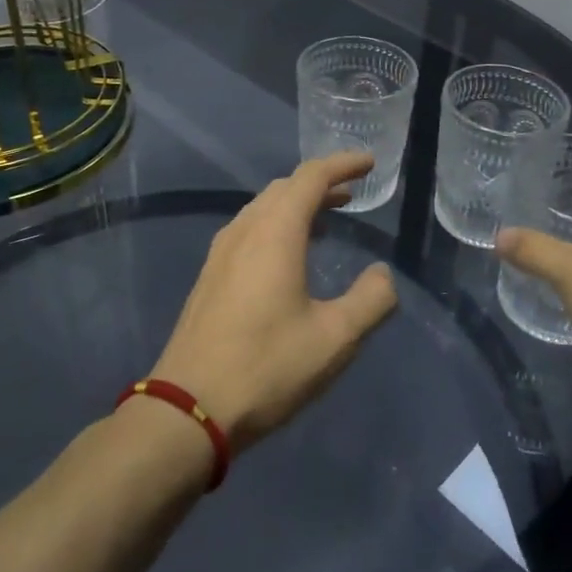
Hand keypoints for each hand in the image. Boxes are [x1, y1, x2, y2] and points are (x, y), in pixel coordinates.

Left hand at [150, 152, 398, 453]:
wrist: (189, 408)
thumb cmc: (267, 367)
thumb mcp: (335, 339)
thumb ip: (370, 300)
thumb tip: (383, 275)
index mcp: (275, 232)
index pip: (311, 177)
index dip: (342, 164)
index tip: (369, 162)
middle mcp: (245, 231)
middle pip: (285, 188)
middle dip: (320, 183)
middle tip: (351, 192)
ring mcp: (221, 253)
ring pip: (263, 208)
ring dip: (296, 204)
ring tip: (325, 218)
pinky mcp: (210, 277)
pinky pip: (249, 230)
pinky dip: (276, 224)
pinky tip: (287, 254)